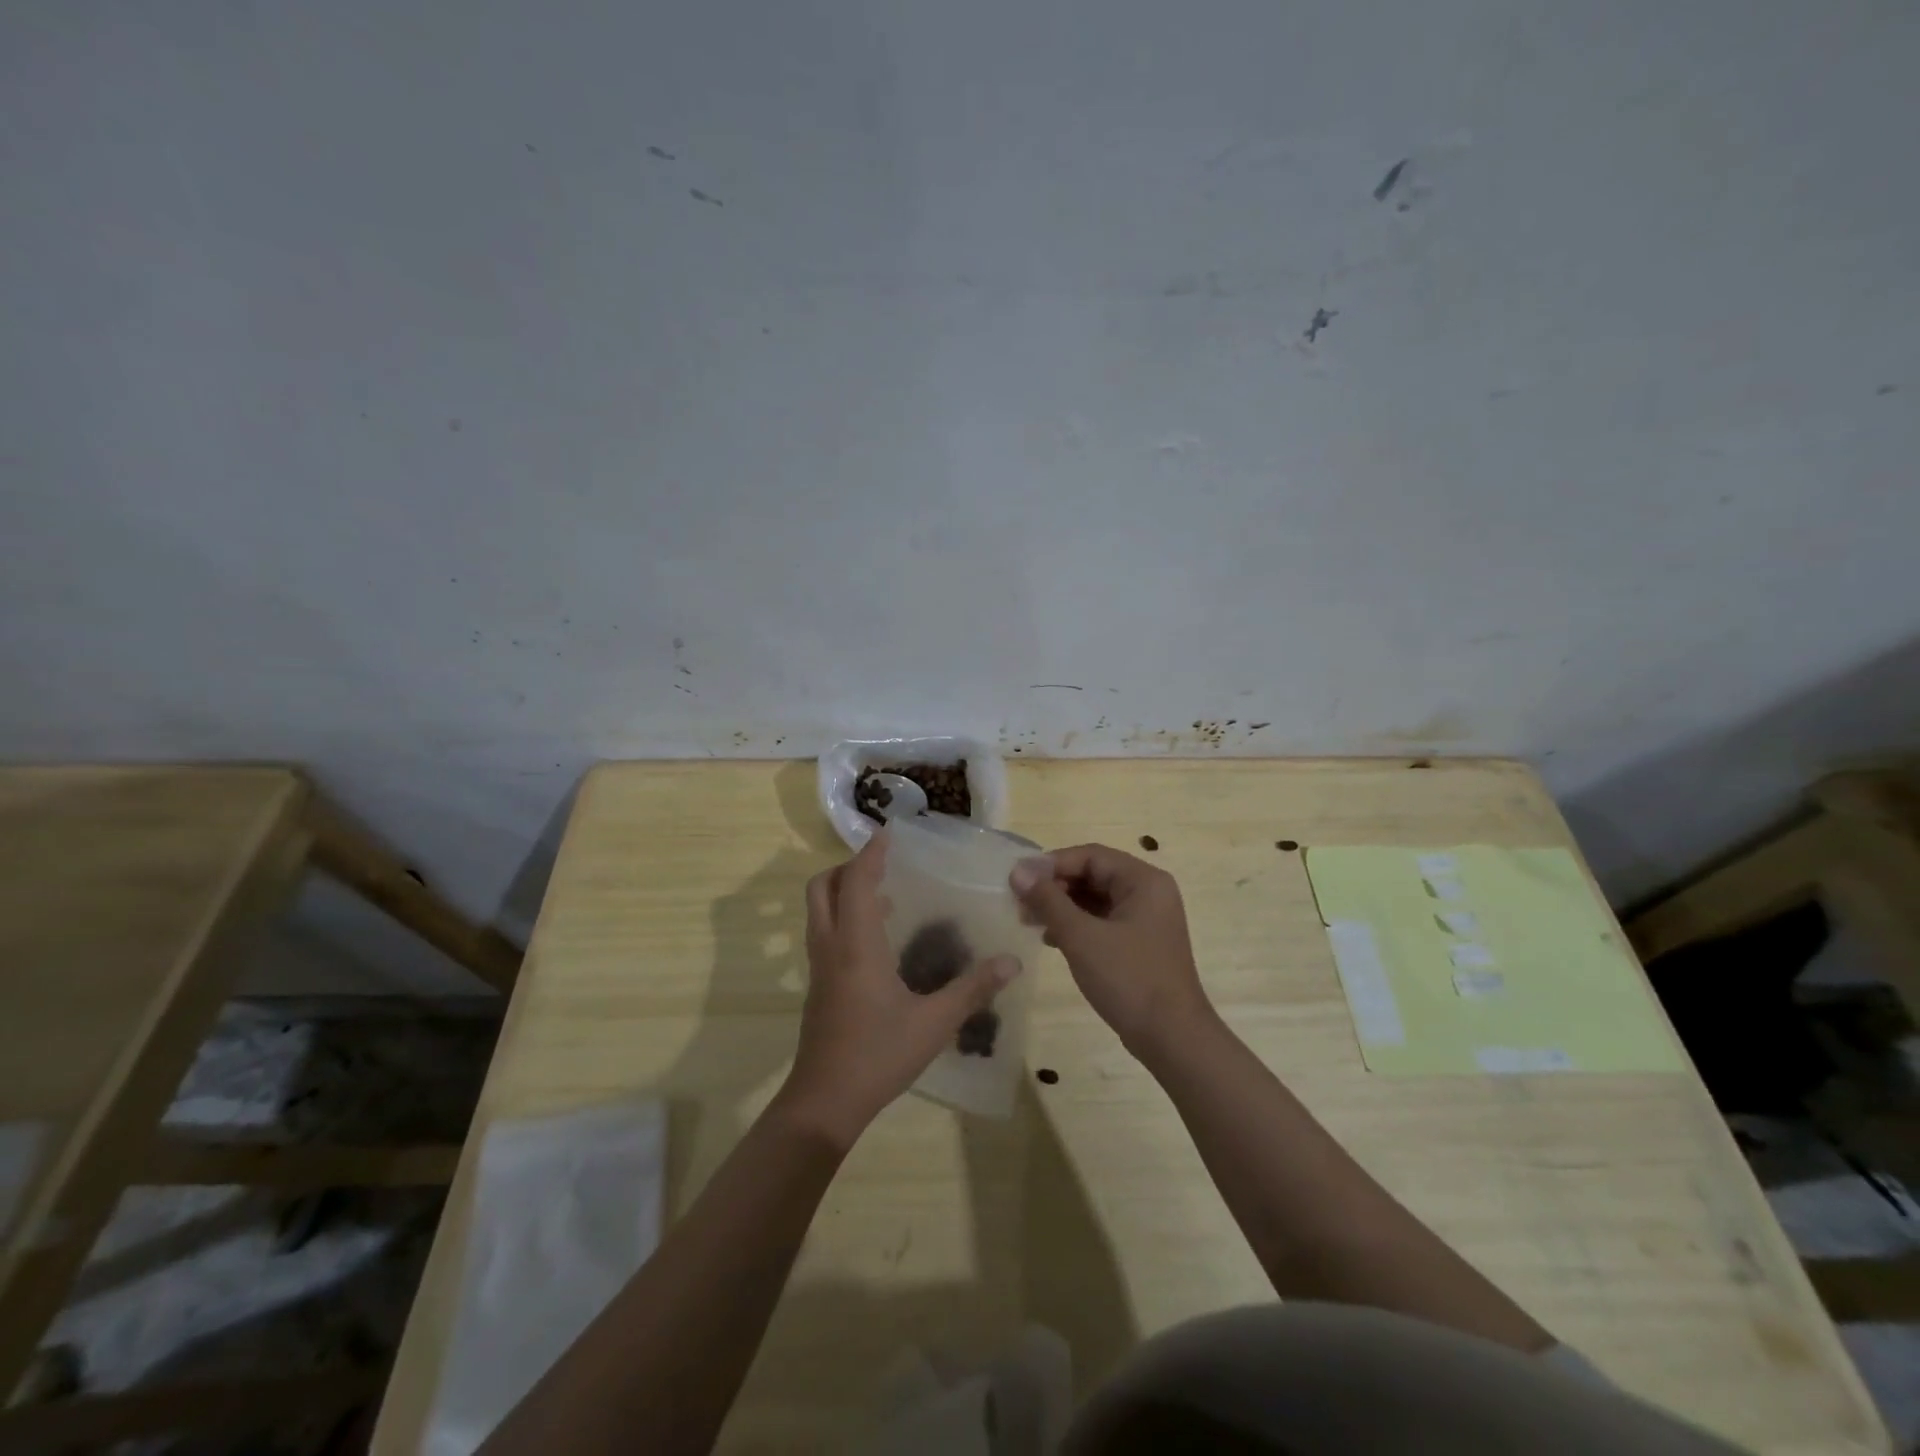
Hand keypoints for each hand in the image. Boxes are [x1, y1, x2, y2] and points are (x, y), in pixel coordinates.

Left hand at [778, 830, 1018, 1148]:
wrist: (825, 1102)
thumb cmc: (878, 1055)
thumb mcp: (934, 1023)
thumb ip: (972, 989)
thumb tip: (1011, 962)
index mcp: (856, 945)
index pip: (855, 882)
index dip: (870, 854)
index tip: (889, 834)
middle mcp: (831, 947)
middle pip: (822, 888)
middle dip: (847, 868)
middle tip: (882, 866)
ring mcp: (819, 968)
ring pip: (818, 912)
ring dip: (843, 893)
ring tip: (885, 897)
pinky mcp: (819, 988)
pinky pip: (824, 935)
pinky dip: (843, 919)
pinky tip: (878, 942)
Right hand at [1010, 844, 1213, 1060]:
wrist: (1172, 1039)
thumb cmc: (1129, 979)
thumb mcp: (1081, 937)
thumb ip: (1048, 900)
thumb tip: (1017, 871)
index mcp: (1143, 880)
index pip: (1090, 856)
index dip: (1051, 863)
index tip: (1017, 880)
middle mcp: (1148, 892)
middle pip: (1093, 874)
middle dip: (1054, 886)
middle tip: (1020, 903)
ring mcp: (1146, 919)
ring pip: (1095, 899)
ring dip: (1061, 906)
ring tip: (1029, 921)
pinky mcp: (1140, 943)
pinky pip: (1102, 920)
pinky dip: (1076, 925)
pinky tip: (1051, 939)